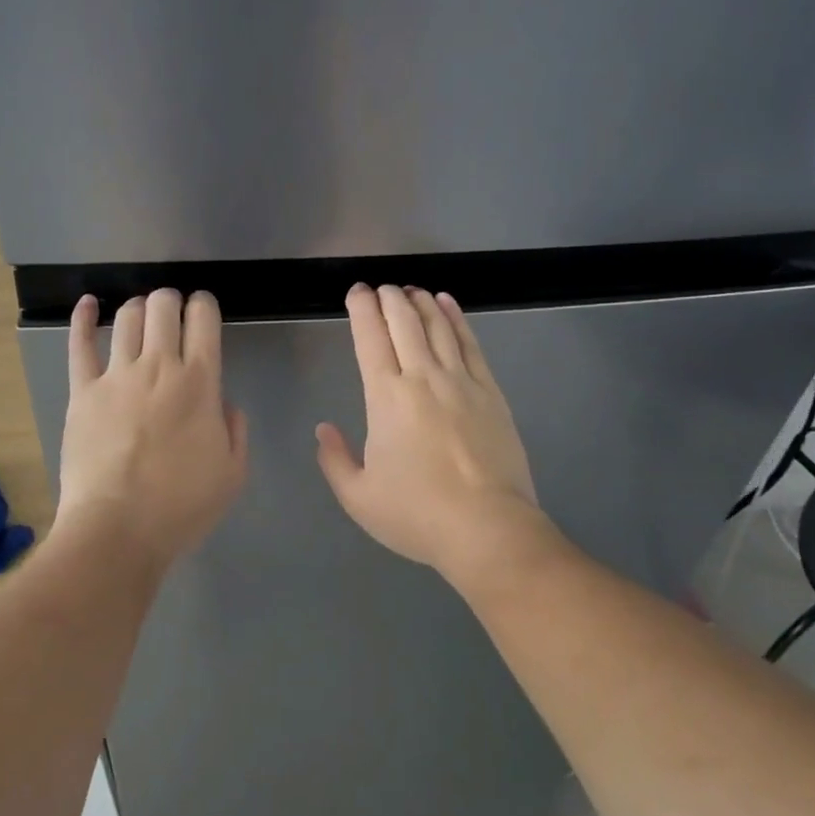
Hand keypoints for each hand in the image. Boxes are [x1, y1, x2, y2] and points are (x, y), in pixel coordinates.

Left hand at [57, 288, 247, 566]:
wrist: (117, 529)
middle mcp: (158, 367)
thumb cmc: (181, 506)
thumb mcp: (232, 474)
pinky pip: (80, 344)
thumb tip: (224, 405)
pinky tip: (88, 304)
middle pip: (163, 307)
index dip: (204, 305)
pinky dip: (83, 318)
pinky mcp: (82, 391)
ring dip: (139, 308)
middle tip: (174, 313)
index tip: (204, 310)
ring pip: (127, 318)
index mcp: (200, 383)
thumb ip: (235, 431)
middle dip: (172, 300)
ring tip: (143, 315)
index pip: (203, 320)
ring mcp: (116, 376)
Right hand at [316, 284, 554, 583]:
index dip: (362, 311)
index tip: (356, 292)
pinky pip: (471, 344)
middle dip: (389, 299)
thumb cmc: (417, 515)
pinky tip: (449, 305)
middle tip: (381, 287)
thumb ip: (335, 460)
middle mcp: (423, 378)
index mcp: (386, 398)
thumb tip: (323, 429)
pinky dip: (457, 319)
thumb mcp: (359, 497)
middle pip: (405, 324)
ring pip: (438, 327)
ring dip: (422, 303)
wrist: (488, 528)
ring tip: (411, 290)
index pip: (370, 340)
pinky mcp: (491, 393)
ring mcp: (462, 382)